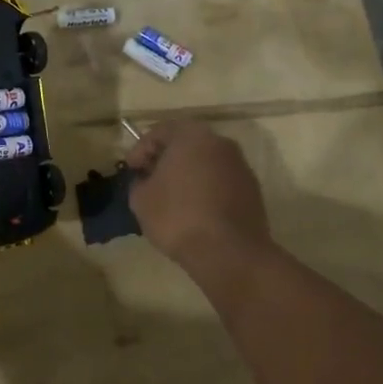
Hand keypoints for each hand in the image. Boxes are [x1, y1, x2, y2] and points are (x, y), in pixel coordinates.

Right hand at [126, 122, 271, 272]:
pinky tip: (194, 210)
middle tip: (149, 179)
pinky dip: (206, 188)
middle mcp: (220, 142)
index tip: (131, 170)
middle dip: (165, 159)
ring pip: (206, 161)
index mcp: (192, 136)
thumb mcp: (141, 200)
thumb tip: (146, 180)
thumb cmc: (178, 217)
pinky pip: (221, 180)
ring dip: (187, 173)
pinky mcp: (252, 189)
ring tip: (171, 197)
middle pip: (186, 143)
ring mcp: (240, 165)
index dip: (140, 149)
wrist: (229, 252)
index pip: (160, 131)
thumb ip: (139, 182)